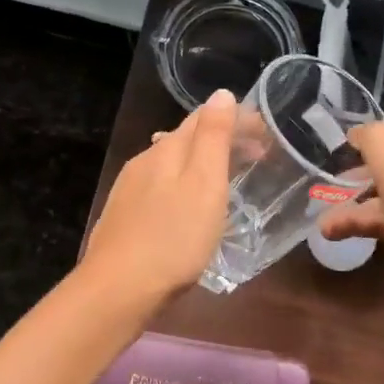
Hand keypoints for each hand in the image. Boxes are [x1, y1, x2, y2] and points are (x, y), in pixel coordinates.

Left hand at [82, 89, 236, 305]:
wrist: (118, 289)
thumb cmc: (173, 238)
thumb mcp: (204, 185)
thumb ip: (213, 138)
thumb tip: (221, 94)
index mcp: (166, 150)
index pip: (202, 118)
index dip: (235, 119)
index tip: (265, 133)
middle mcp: (144, 162)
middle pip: (185, 141)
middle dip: (221, 142)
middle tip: (257, 157)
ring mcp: (129, 191)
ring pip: (171, 166)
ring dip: (201, 166)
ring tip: (227, 181)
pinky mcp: (123, 219)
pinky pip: (159, 190)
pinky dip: (182, 188)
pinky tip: (187, 209)